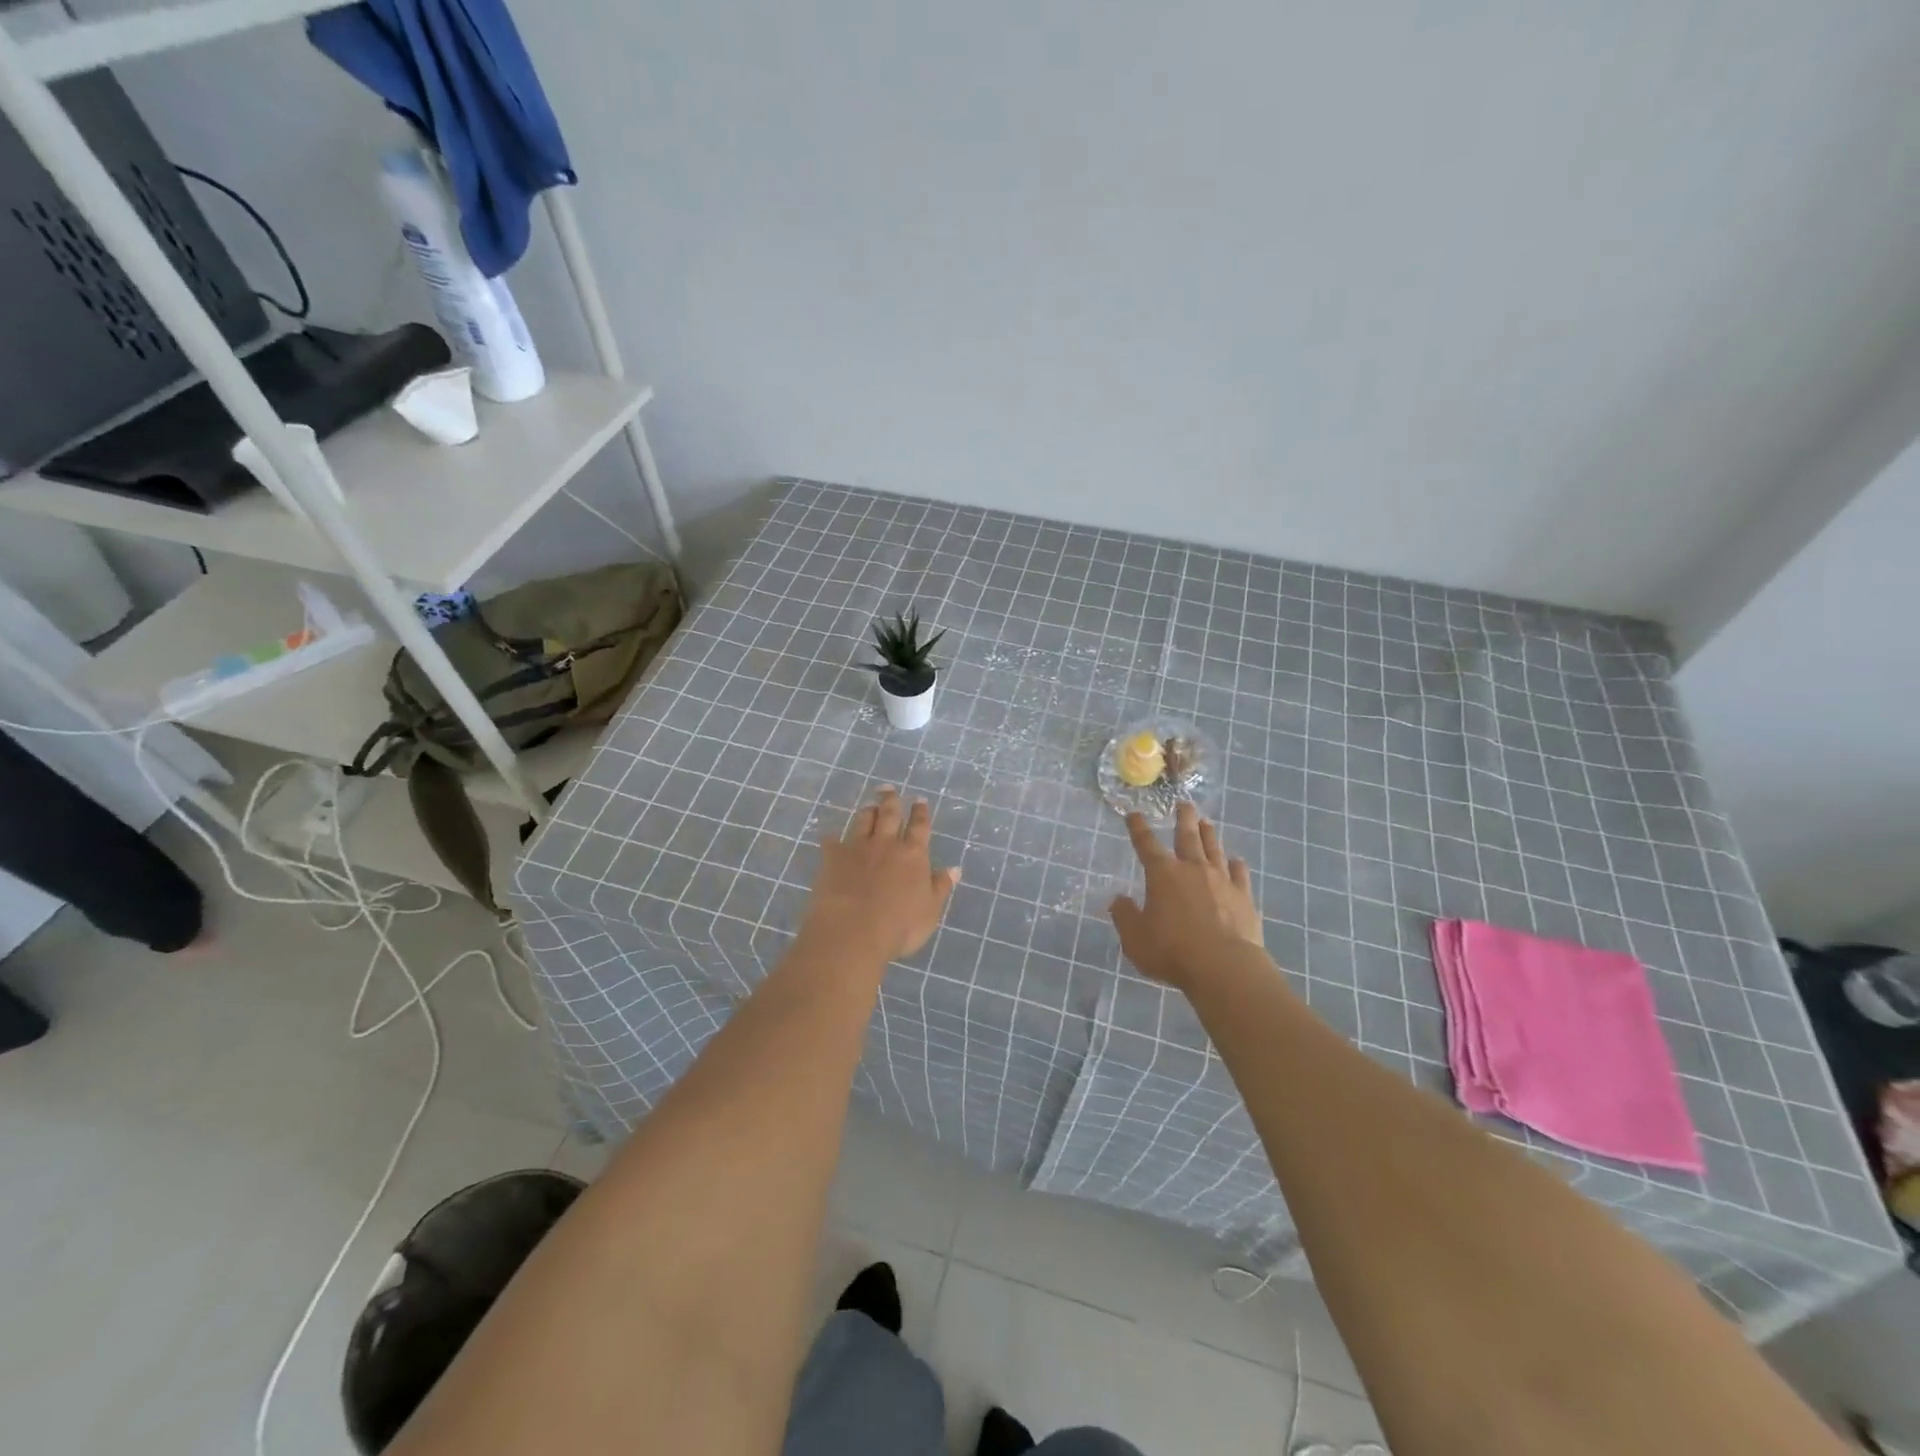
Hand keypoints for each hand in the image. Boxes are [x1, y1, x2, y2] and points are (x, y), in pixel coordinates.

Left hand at [799, 788, 960, 963]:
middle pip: (889, 815)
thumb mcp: (930, 910)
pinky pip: (831, 842)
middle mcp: (885, 844)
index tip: (919, 800)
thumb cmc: (899, 926)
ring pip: (863, 822)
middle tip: (888, 789)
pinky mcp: (832, 858)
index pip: (919, 827)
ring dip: (867, 812)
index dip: (920, 813)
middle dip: (890, 800)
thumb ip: (940, 887)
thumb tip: (954, 869)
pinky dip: (832, 838)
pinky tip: (830, 836)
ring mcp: (857, 848)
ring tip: (868, 805)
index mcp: (913, 854)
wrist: (852, 931)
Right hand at [1109, 802, 1265, 990]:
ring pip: (1214, 849)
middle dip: (1183, 819)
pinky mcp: (1243, 897)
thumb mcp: (1135, 939)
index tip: (1134, 814)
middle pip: (1187, 836)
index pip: (1146, 844)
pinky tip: (1237, 861)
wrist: (1223, 967)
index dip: (1138, 828)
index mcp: (1162, 874)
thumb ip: (1125, 916)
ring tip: (1207, 823)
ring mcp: (1221, 880)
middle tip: (1184, 804)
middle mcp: (1192, 869)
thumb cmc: (1172, 951)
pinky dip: (1237, 865)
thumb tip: (1118, 900)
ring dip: (1209, 835)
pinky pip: (1240, 874)